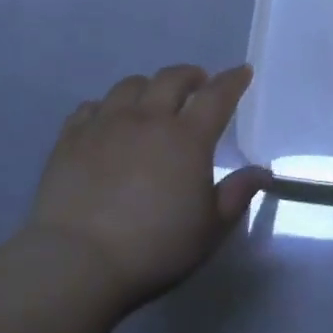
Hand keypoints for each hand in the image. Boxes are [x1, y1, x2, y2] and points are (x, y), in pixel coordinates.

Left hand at [24, 64, 269, 313]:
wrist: (78, 261)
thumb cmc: (155, 247)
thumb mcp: (210, 228)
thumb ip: (237, 194)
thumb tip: (261, 172)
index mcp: (187, 138)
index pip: (217, 96)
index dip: (232, 80)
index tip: (241, 72)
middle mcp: (147, 119)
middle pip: (171, 79)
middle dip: (190, 75)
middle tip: (198, 83)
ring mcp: (105, 125)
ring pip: (129, 86)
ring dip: (149, 87)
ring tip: (153, 99)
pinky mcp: (70, 138)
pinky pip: (90, 107)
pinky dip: (107, 106)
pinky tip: (108, 120)